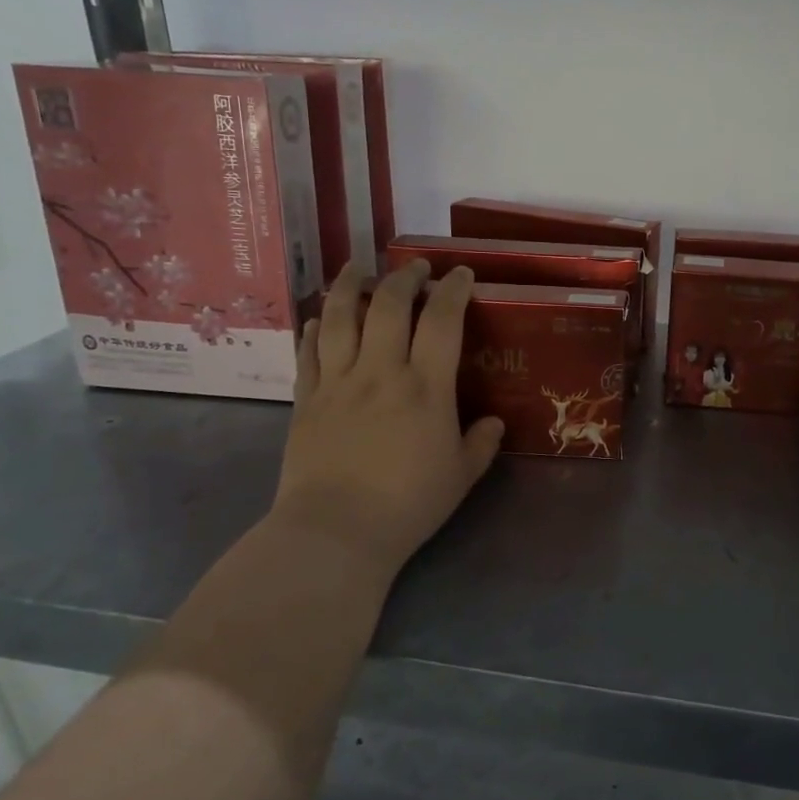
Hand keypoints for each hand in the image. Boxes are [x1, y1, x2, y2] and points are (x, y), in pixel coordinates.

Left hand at [271, 259, 503, 572]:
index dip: (453, 291)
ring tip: (357, 269)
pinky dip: (314, 328)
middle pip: (388, 305)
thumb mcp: (460, 476)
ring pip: (340, 318)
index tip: (460, 275)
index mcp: (425, 387)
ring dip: (349, 286)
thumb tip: (492, 422)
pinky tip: (318, 318)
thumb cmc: (408, 504)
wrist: (336, 531)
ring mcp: (337, 383)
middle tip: (415, 268)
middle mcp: (380, 372)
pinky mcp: (306, 400)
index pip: (442, 321)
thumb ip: (480, 444)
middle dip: (404, 277)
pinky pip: (308, 352)